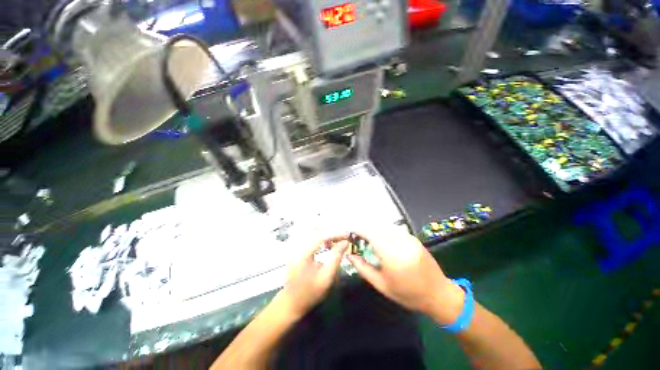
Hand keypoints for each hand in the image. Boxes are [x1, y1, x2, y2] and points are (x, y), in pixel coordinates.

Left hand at [278, 235, 348, 317]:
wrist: (291, 303)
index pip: (320, 236)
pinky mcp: (296, 250)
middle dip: (331, 232)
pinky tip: (327, 244)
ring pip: (313, 233)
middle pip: (316, 231)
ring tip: (337, 241)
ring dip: (326, 234)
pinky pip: (310, 238)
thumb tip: (345, 242)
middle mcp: (297, 247)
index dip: (335, 234)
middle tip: (343, 238)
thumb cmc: (310, 293)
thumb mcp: (326, 278)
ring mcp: (295, 248)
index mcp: (303, 254)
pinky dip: (320, 238)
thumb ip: (336, 258)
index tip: (347, 235)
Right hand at [347, 228, 465, 324]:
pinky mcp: (414, 238)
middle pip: (378, 227)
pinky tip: (383, 239)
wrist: (438, 294)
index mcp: (392, 256)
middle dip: (366, 229)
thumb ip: (363, 268)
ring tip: (369, 238)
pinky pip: (395, 229)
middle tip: (359, 237)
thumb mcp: (381, 285)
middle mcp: (401, 243)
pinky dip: (386, 230)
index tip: (352, 232)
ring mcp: (409, 239)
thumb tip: (350, 255)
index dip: (359, 230)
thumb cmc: (407, 294)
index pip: (371, 234)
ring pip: (386, 226)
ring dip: (375, 229)